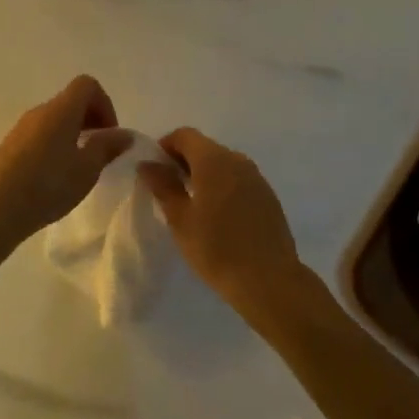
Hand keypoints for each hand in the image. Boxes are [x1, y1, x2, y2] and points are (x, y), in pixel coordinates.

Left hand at [0, 76, 131, 256]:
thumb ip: (107, 148)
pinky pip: (40, 133)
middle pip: (71, 101)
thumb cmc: (47, 186)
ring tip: (78, 168)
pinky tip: (55, 176)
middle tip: (99, 152)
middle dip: (91, 120)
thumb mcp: (86, 170)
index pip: (87, 85)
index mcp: (61, 110)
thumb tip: (124, 134)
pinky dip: (55, 144)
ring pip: (55, 118)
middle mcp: (40, 111)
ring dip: (73, 134)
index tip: (109, 135)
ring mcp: (21, 127)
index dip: (105, 104)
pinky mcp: (10, 144)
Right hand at [140, 128, 307, 320]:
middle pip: (204, 147)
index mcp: (214, 159)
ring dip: (204, 174)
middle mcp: (237, 160)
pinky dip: (223, 187)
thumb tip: (147, 164)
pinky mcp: (268, 197)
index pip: (184, 135)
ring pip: (223, 164)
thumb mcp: (180, 219)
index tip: (154, 170)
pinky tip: (218, 216)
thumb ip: (163, 186)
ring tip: (192, 205)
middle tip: (169, 189)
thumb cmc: (217, 249)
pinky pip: (238, 180)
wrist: (270, 282)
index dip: (165, 146)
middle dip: (183, 161)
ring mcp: (256, 177)